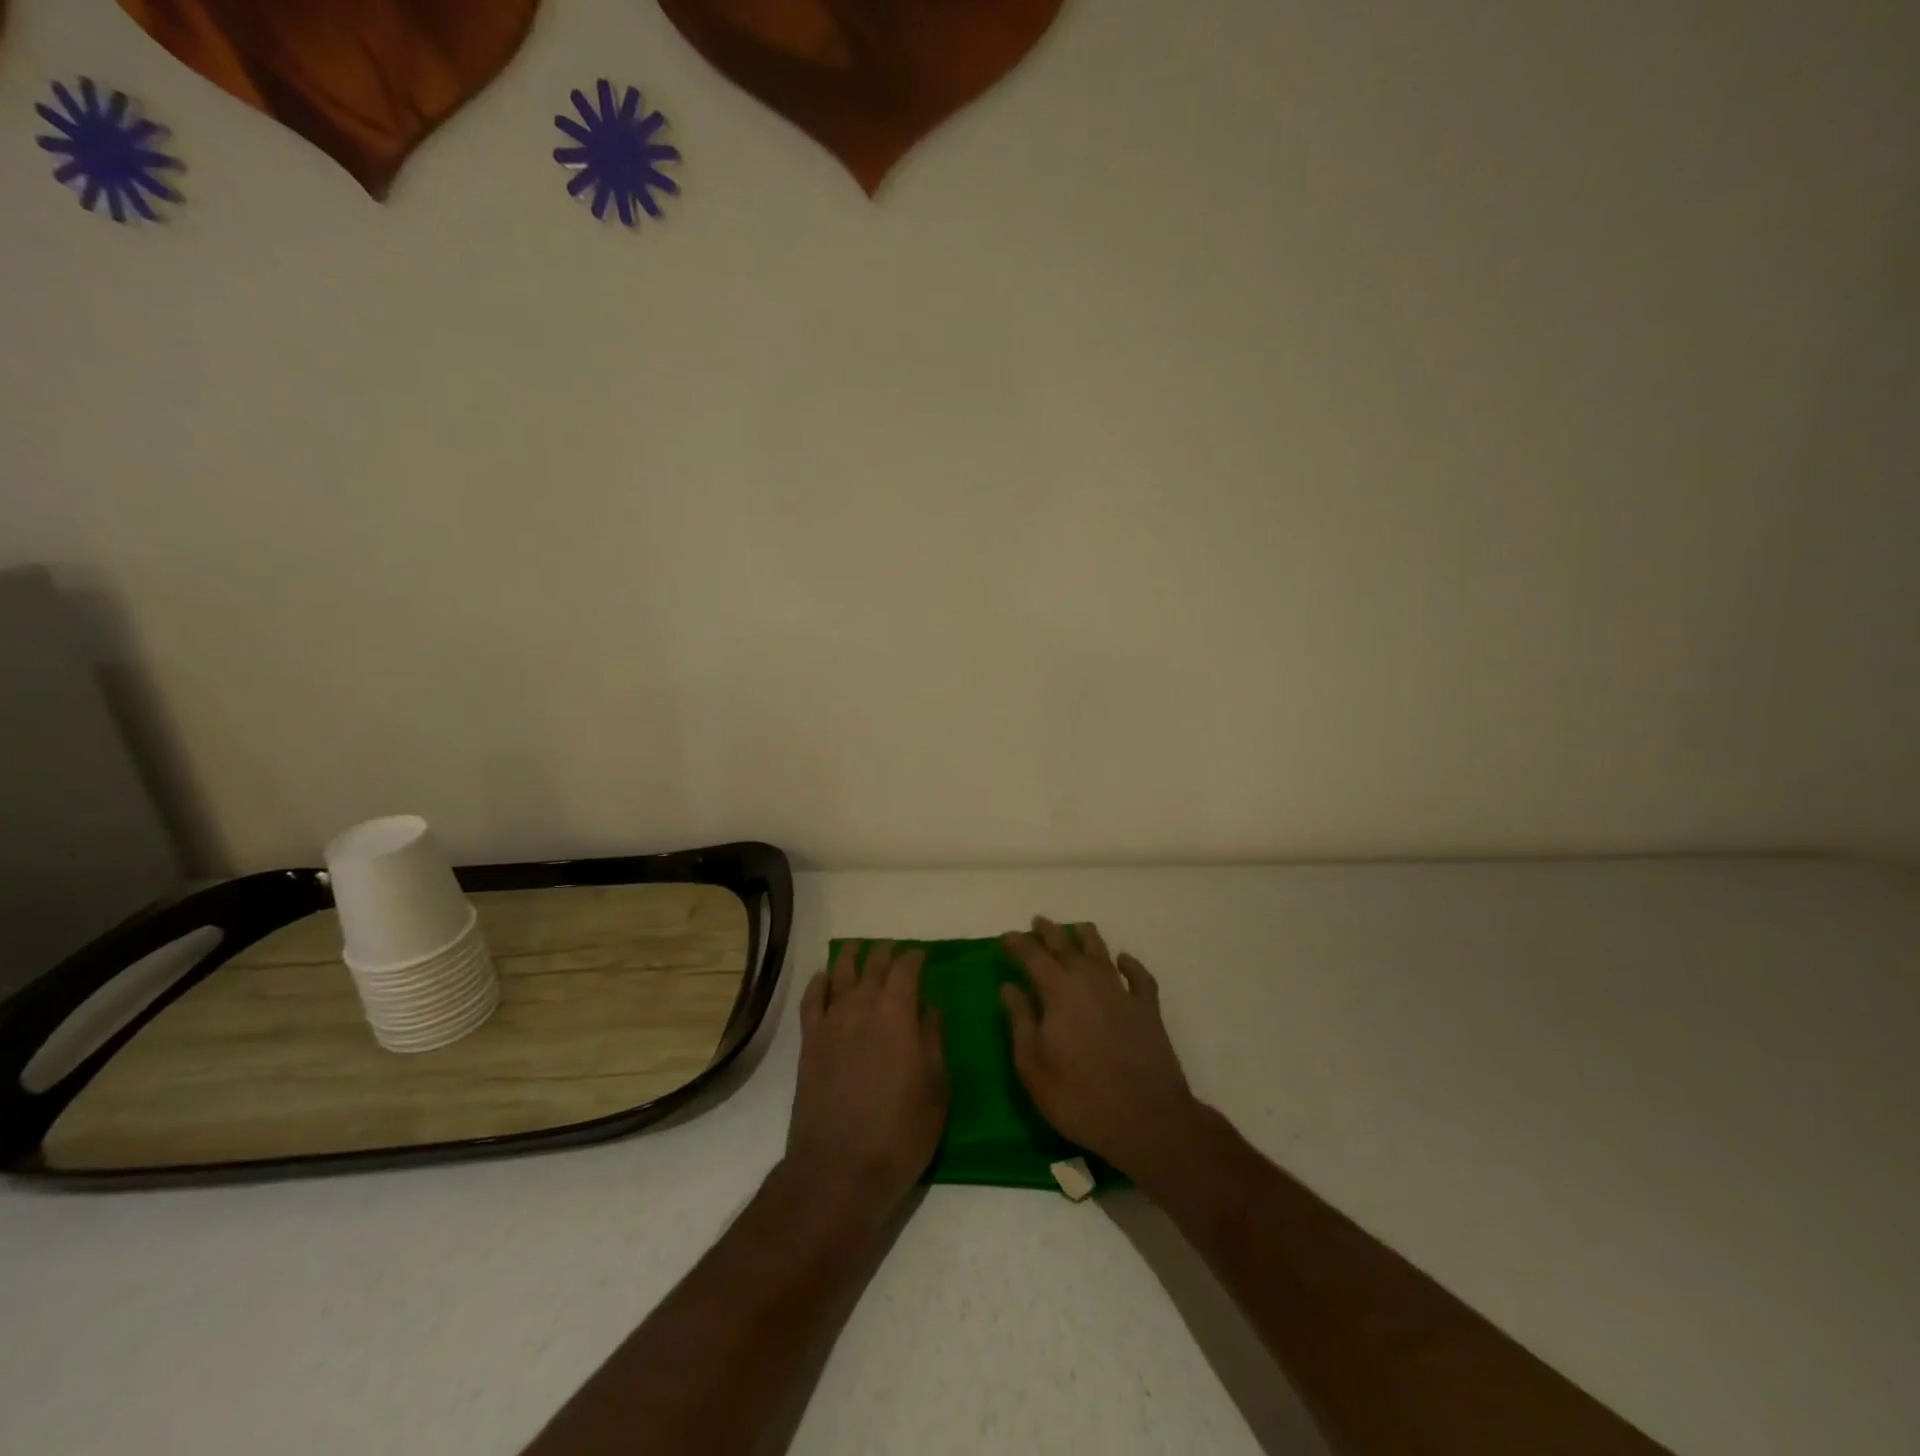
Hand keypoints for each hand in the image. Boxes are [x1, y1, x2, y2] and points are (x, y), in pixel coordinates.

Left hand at [788, 940, 947, 1211]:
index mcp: (897, 1013)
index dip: (915, 957)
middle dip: (885, 953)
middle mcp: (861, 1006)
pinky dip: (818, 983)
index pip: (906, 969)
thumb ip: (933, 1040)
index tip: (923, 955)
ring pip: (840, 974)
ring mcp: (831, 1023)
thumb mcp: (936, 1088)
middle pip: (872, 965)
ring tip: (859, 948)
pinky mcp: (809, 1043)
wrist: (839, 1170)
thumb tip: (930, 1009)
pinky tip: (823, 977)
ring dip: (851, 957)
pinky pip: (811, 1000)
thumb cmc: (900, 1132)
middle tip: (895, 950)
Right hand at [1001, 917, 1201, 1183]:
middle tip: (1038, 922)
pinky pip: (1139, 976)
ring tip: (1076, 929)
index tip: (1006, 937)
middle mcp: (1090, 981)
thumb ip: (1020, 1021)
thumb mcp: (1033, 1066)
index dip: (1018, 944)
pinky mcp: (1148, 1010)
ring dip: (1086, 937)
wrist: (1146, 1120)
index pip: (1033, 957)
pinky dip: (1130, 964)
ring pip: (1102, 952)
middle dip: (1049, 932)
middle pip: (1067, 946)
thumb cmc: (1079, 1097)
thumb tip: (1009, 987)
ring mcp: (1122, 993)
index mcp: (1059, 992)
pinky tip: (1124, 960)